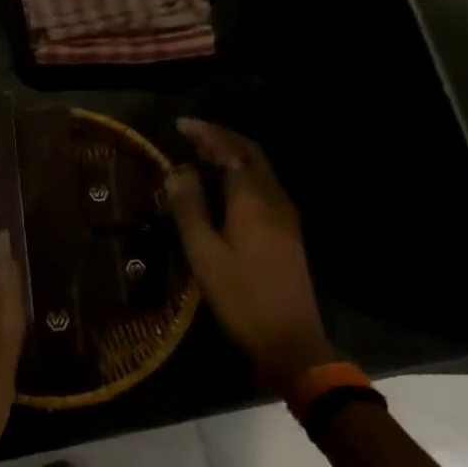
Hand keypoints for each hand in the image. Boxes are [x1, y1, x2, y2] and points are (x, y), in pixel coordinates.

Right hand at [165, 118, 340, 394]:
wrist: (291, 341)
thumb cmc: (241, 297)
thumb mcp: (205, 255)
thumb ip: (190, 209)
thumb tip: (176, 171)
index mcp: (254, 200)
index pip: (230, 151)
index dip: (206, 134)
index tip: (180, 125)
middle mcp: (274, 199)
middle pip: (251, 154)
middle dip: (221, 139)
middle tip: (191, 136)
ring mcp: (286, 216)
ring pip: (259, 170)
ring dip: (232, 156)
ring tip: (201, 156)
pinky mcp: (288, 232)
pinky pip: (263, 187)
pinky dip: (240, 175)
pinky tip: (223, 188)